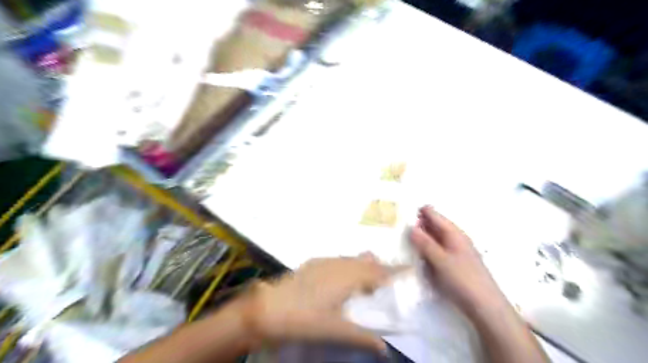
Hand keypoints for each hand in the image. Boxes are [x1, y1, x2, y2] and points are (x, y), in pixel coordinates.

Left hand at [241, 255, 389, 351]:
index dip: (395, 270)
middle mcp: (340, 265)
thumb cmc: (305, 319)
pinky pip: (338, 260)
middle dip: (379, 269)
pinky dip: (347, 267)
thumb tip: (384, 347)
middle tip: (382, 286)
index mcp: (349, 278)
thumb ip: (362, 337)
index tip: (409, 268)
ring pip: (352, 259)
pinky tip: (340, 279)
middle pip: (367, 262)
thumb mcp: (336, 331)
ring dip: (362, 268)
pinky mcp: (313, 263)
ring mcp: (325, 261)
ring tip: (363, 285)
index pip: (379, 272)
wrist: (269, 307)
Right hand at [409, 207, 505, 313]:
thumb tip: (411, 227)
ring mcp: (456, 251)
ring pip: (436, 238)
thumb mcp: (440, 260)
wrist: (485, 306)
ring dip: (423, 237)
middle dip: (419, 224)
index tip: (402, 212)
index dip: (420, 211)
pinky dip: (428, 249)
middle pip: (435, 225)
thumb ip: (425, 243)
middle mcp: (456, 238)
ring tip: (406, 239)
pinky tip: (420, 255)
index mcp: (454, 233)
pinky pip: (438, 250)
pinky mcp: (455, 263)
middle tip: (400, 226)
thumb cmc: (462, 279)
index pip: (434, 215)